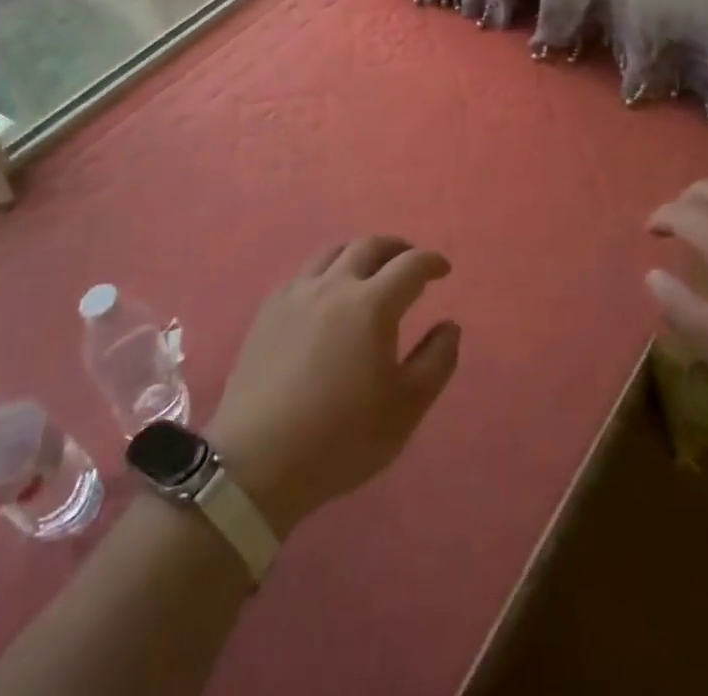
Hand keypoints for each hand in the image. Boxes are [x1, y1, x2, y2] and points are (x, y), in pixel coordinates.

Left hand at [205, 236, 459, 537]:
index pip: (411, 265)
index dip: (431, 262)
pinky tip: (328, 294)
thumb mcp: (406, 408)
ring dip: (359, 252)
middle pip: (370, 246)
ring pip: (333, 252)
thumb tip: (450, 326)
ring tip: (370, 270)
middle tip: (410, 261)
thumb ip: (436, 361)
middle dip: (397, 248)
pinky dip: (327, 271)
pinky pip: (305, 273)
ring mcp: (296, 294)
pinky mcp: (268, 310)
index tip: (443, 269)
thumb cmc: (341, 437)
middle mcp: (334, 285)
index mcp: (371, 304)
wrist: (257, 463)